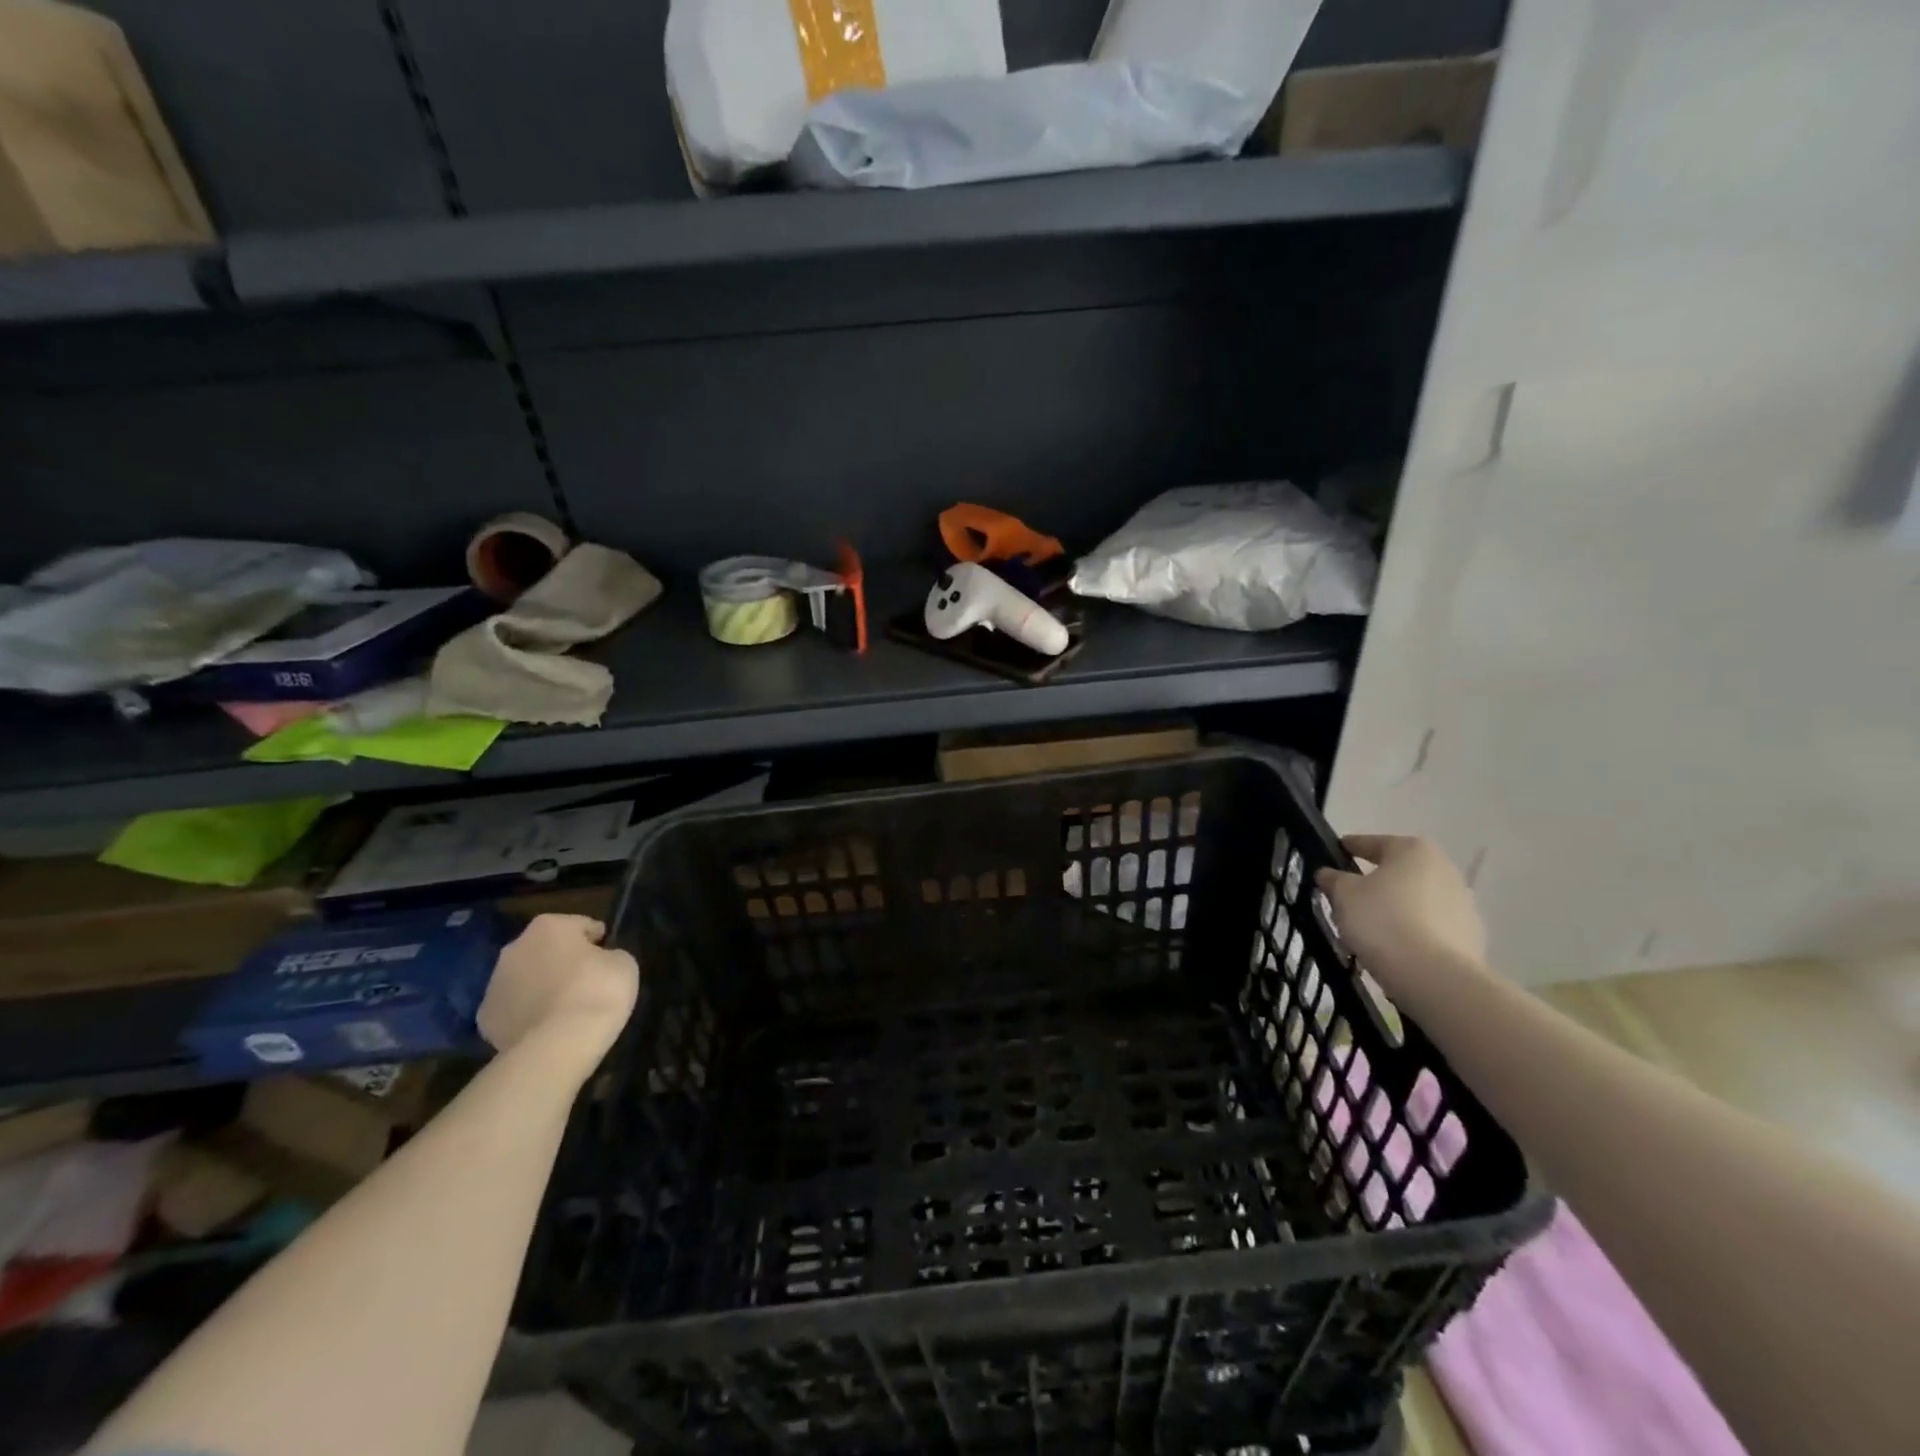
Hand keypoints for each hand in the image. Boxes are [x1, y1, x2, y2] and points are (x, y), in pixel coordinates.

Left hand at [478, 915, 638, 1069]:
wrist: (557, 1045)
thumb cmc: (597, 991)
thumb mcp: (623, 963)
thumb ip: (609, 955)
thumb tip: (599, 961)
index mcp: (549, 926)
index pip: (581, 925)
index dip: (598, 940)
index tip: (609, 957)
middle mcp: (515, 948)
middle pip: (546, 949)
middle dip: (563, 961)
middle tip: (586, 981)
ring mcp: (494, 984)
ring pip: (525, 978)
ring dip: (541, 986)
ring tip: (565, 1008)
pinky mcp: (485, 1019)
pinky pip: (513, 1009)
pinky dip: (527, 1014)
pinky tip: (546, 1028)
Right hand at [1314, 836, 1486, 992]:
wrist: (1434, 976)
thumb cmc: (1382, 921)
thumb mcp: (1343, 895)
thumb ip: (1334, 879)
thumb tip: (1329, 874)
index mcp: (1413, 850)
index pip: (1373, 843)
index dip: (1350, 848)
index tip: (1334, 854)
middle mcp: (1444, 869)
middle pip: (1398, 871)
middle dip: (1375, 881)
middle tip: (1348, 895)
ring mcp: (1463, 904)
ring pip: (1415, 900)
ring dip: (1395, 907)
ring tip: (1369, 928)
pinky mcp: (1470, 936)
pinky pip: (1430, 926)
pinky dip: (1412, 931)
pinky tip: (1393, 947)